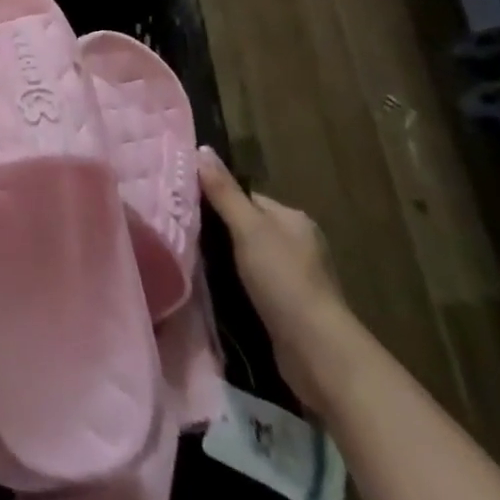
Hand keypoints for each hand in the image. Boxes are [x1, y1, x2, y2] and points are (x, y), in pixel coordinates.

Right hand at [198, 149, 358, 413]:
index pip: (246, 198)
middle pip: (246, 226)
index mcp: (293, 219)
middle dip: (217, 230)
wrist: (317, 351)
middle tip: (182, 233)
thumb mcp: (248, 228)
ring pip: (248, 255)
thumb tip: (201, 148)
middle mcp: (298, 243)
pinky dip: (235, 283)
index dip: (216, 199)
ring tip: (190, 260)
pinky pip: (253, 282)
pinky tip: (215, 288)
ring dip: (224, 259)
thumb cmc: (283, 280)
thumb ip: (223, 192)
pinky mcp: (288, 305)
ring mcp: (295, 276)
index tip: (184, 206)